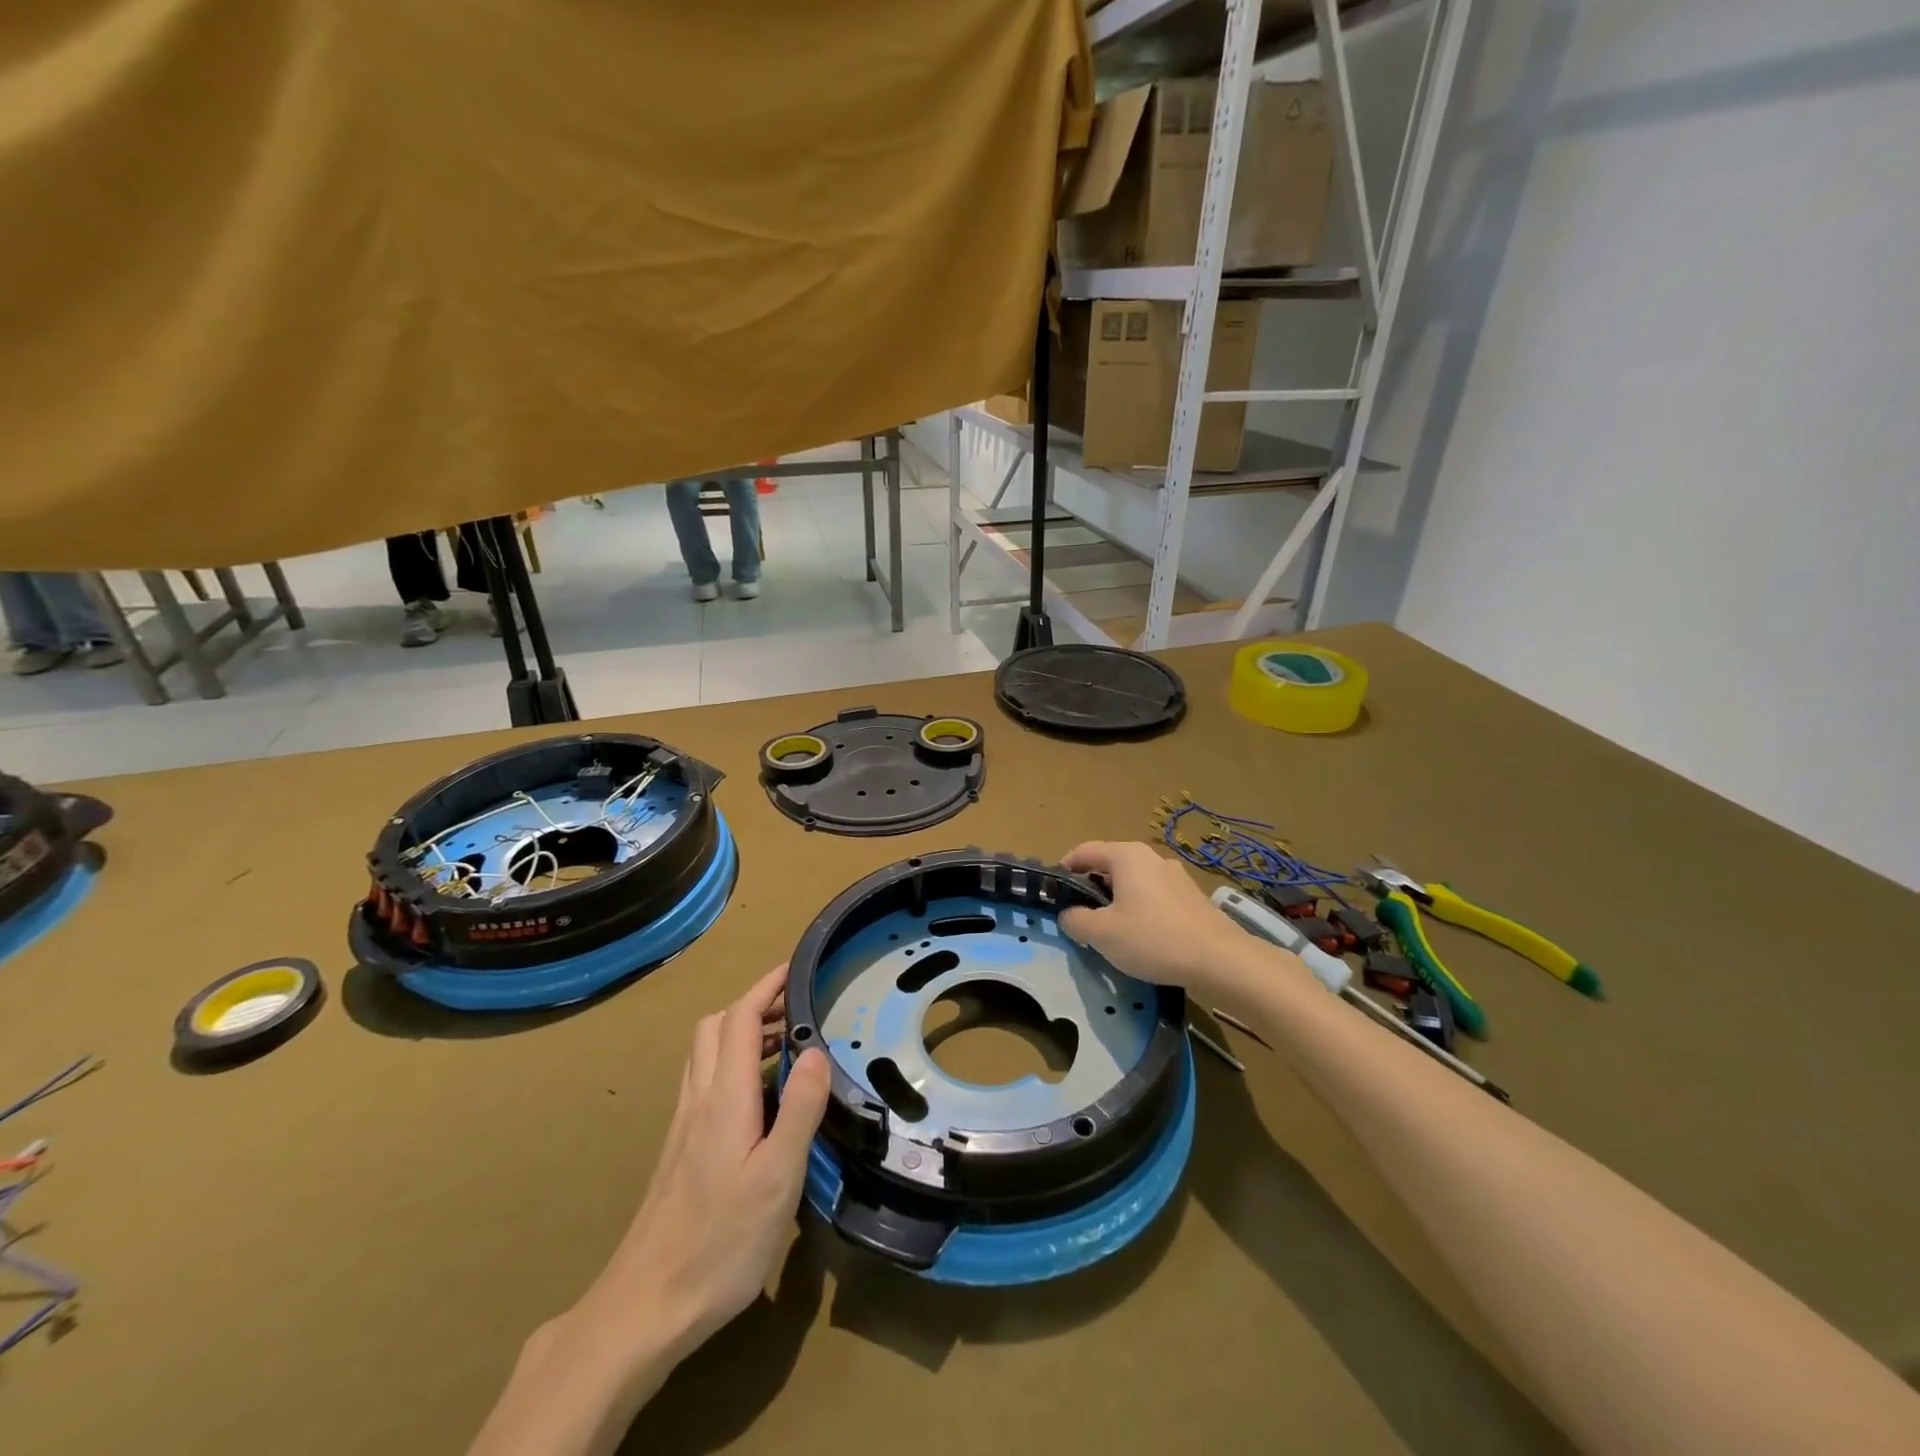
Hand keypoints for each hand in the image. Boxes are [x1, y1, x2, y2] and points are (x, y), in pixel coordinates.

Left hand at [571, 965, 829, 1363]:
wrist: (645, 1307)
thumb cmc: (721, 1242)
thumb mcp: (777, 1177)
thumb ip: (799, 1108)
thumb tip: (816, 1050)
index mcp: (725, 1098)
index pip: (740, 1018)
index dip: (767, 986)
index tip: (796, 969)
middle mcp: (699, 1099)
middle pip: (716, 1026)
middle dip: (755, 1003)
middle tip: (796, 1008)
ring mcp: (684, 1124)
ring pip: (706, 1052)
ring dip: (742, 1031)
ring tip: (785, 1043)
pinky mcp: (680, 1148)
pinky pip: (705, 1080)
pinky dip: (733, 1062)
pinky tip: (758, 1095)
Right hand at [1059, 841, 1250, 997]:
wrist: (1220, 960)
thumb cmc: (1153, 939)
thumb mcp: (1102, 934)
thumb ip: (1076, 920)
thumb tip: (1068, 914)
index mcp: (1126, 856)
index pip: (1084, 851)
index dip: (1064, 869)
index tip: (1054, 893)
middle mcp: (1151, 857)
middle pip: (1109, 866)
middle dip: (1090, 887)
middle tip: (1079, 915)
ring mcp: (1175, 876)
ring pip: (1133, 882)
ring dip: (1116, 900)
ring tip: (1109, 930)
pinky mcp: (1191, 898)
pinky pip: (1153, 896)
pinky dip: (1139, 909)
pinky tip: (1141, 937)